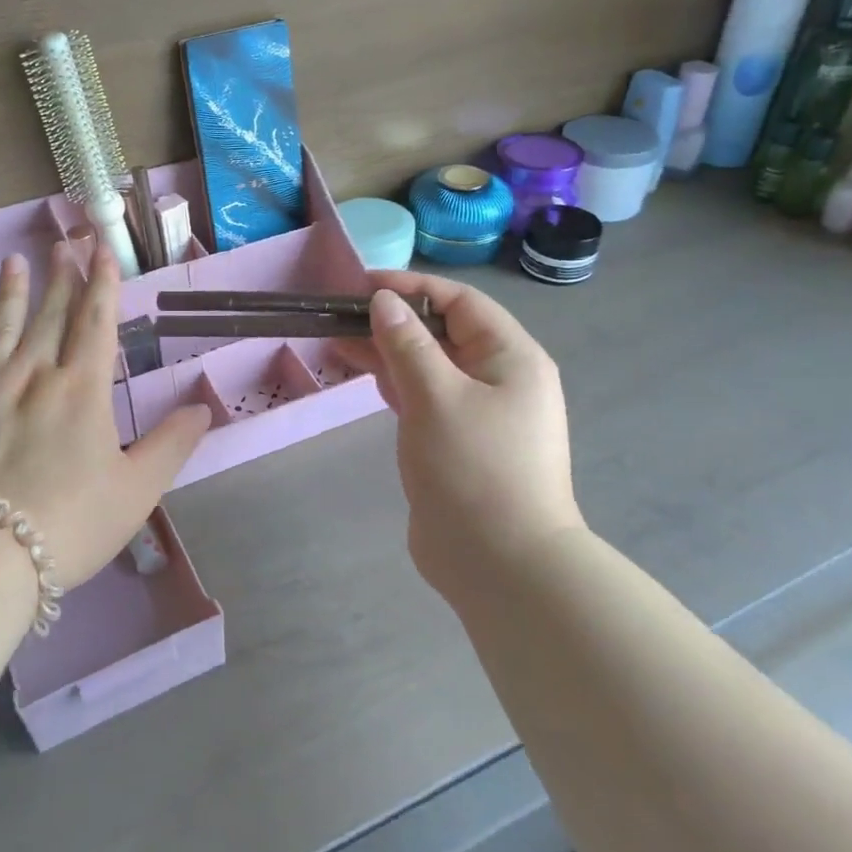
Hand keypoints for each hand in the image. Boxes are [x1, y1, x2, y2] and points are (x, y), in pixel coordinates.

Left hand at [0, 241, 211, 589]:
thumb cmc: (71, 523)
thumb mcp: (137, 490)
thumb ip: (172, 444)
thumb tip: (204, 407)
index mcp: (81, 390)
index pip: (95, 323)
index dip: (102, 284)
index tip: (102, 251)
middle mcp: (32, 377)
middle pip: (50, 316)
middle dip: (61, 278)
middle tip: (63, 243)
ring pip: (0, 330)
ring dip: (10, 294)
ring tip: (13, 262)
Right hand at [338, 271, 583, 595]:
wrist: (501, 566)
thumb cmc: (474, 468)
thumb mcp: (436, 396)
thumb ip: (407, 344)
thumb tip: (383, 302)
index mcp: (511, 357)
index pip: (459, 302)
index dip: (411, 287)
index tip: (361, 285)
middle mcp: (500, 378)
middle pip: (443, 332)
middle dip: (394, 320)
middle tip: (341, 316)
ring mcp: (480, 413)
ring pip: (430, 366)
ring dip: (389, 351)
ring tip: (339, 341)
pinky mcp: (458, 443)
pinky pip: (425, 398)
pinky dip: (396, 384)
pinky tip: (366, 376)